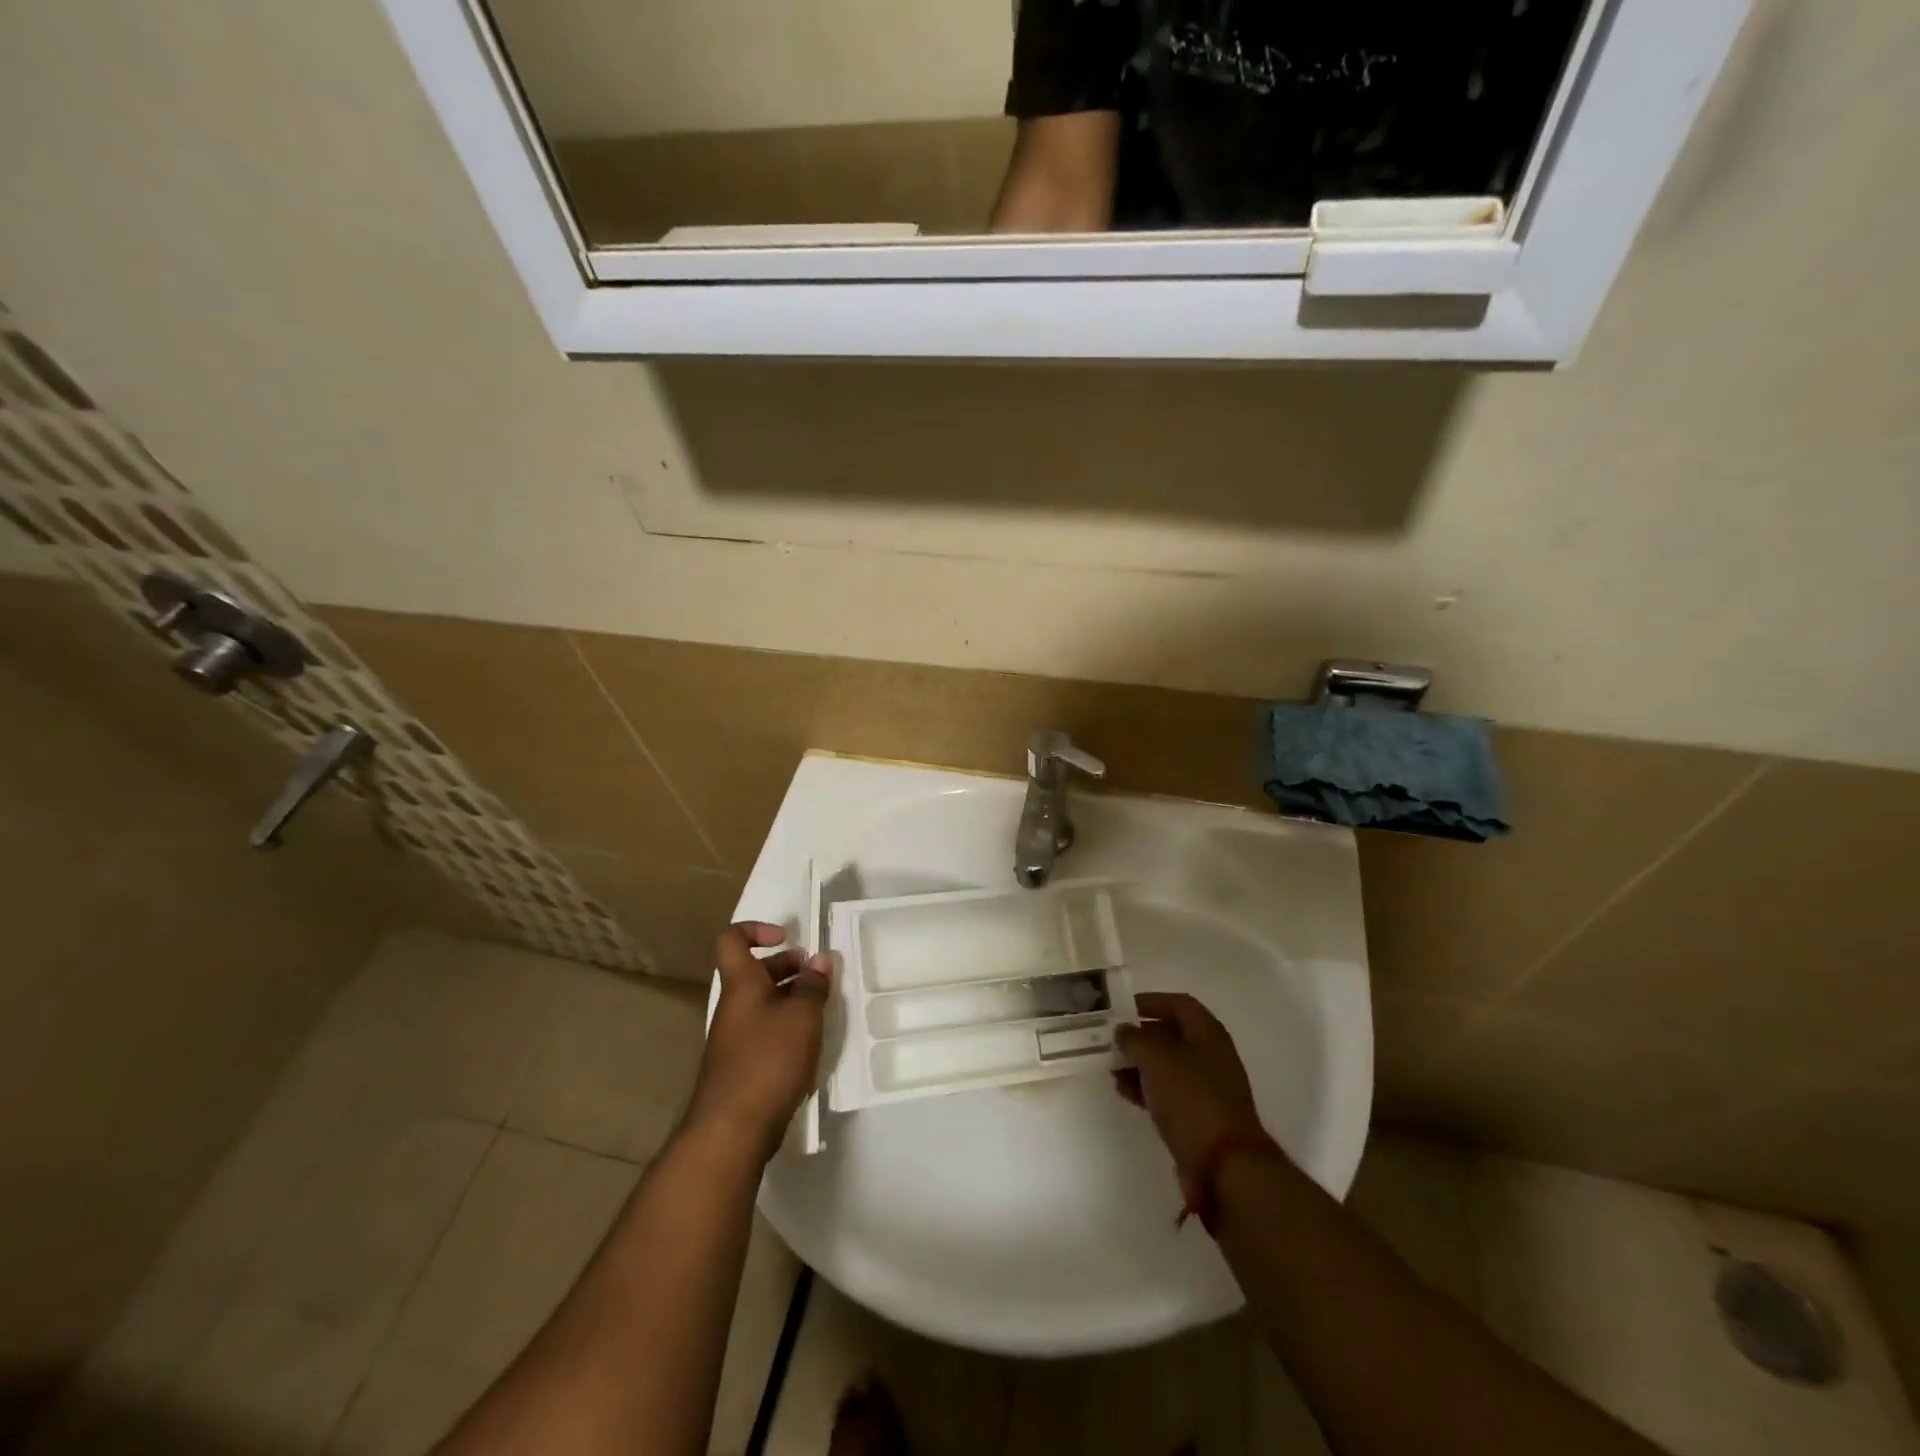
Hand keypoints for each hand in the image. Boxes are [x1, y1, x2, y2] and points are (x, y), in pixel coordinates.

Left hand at [686, 922, 830, 1158]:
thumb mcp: (801, 1016)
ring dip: (790, 999)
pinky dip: (786, 1029)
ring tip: (821, 1010)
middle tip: (817, 976)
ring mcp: (734, 1039)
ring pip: (763, 1004)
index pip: (733, 940)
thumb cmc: (767, 1060)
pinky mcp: (741, 1067)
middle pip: (754, 972)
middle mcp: (733, 1007)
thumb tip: (819, 960)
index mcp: (741, 984)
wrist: (731, 1130)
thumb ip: (813, 985)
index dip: (757, 929)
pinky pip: (765, 1032)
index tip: (787, 937)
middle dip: (787, 967)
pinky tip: (809, 1045)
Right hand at [1115, 992, 1270, 1184]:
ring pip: (1167, 1066)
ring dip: (1139, 1063)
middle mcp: (1210, 1056)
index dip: (1151, 1002)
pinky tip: (1124, 1091)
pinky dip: (1146, 1088)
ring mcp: (1206, 1088)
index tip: (1122, 1008)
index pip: (1179, 1004)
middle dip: (1141, 1035)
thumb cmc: (1191, 1098)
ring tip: (1111, 1067)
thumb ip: (1135, 1038)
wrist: (1224, 1165)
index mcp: (1207, 1034)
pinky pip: (1168, 1093)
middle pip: (1172, 1034)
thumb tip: (1123, 1031)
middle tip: (1111, 1039)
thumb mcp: (1156, 1058)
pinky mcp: (1199, 1117)